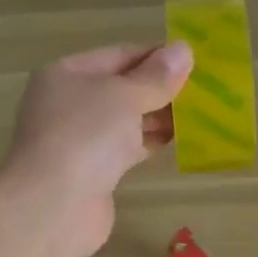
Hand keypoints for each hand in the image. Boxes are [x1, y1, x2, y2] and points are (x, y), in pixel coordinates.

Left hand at [0, 42, 193, 256]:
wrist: (54, 207)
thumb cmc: (85, 136)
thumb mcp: (124, 96)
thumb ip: (156, 76)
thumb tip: (183, 49)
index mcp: (66, 74)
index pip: (118, 55)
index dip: (155, 57)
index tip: (194, 62)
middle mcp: (68, 103)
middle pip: (121, 88)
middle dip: (159, 89)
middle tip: (203, 90)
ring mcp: (78, 139)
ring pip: (125, 120)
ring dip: (158, 117)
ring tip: (200, 113)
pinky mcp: (92, 171)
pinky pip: (126, 148)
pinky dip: (150, 142)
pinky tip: (179, 140)